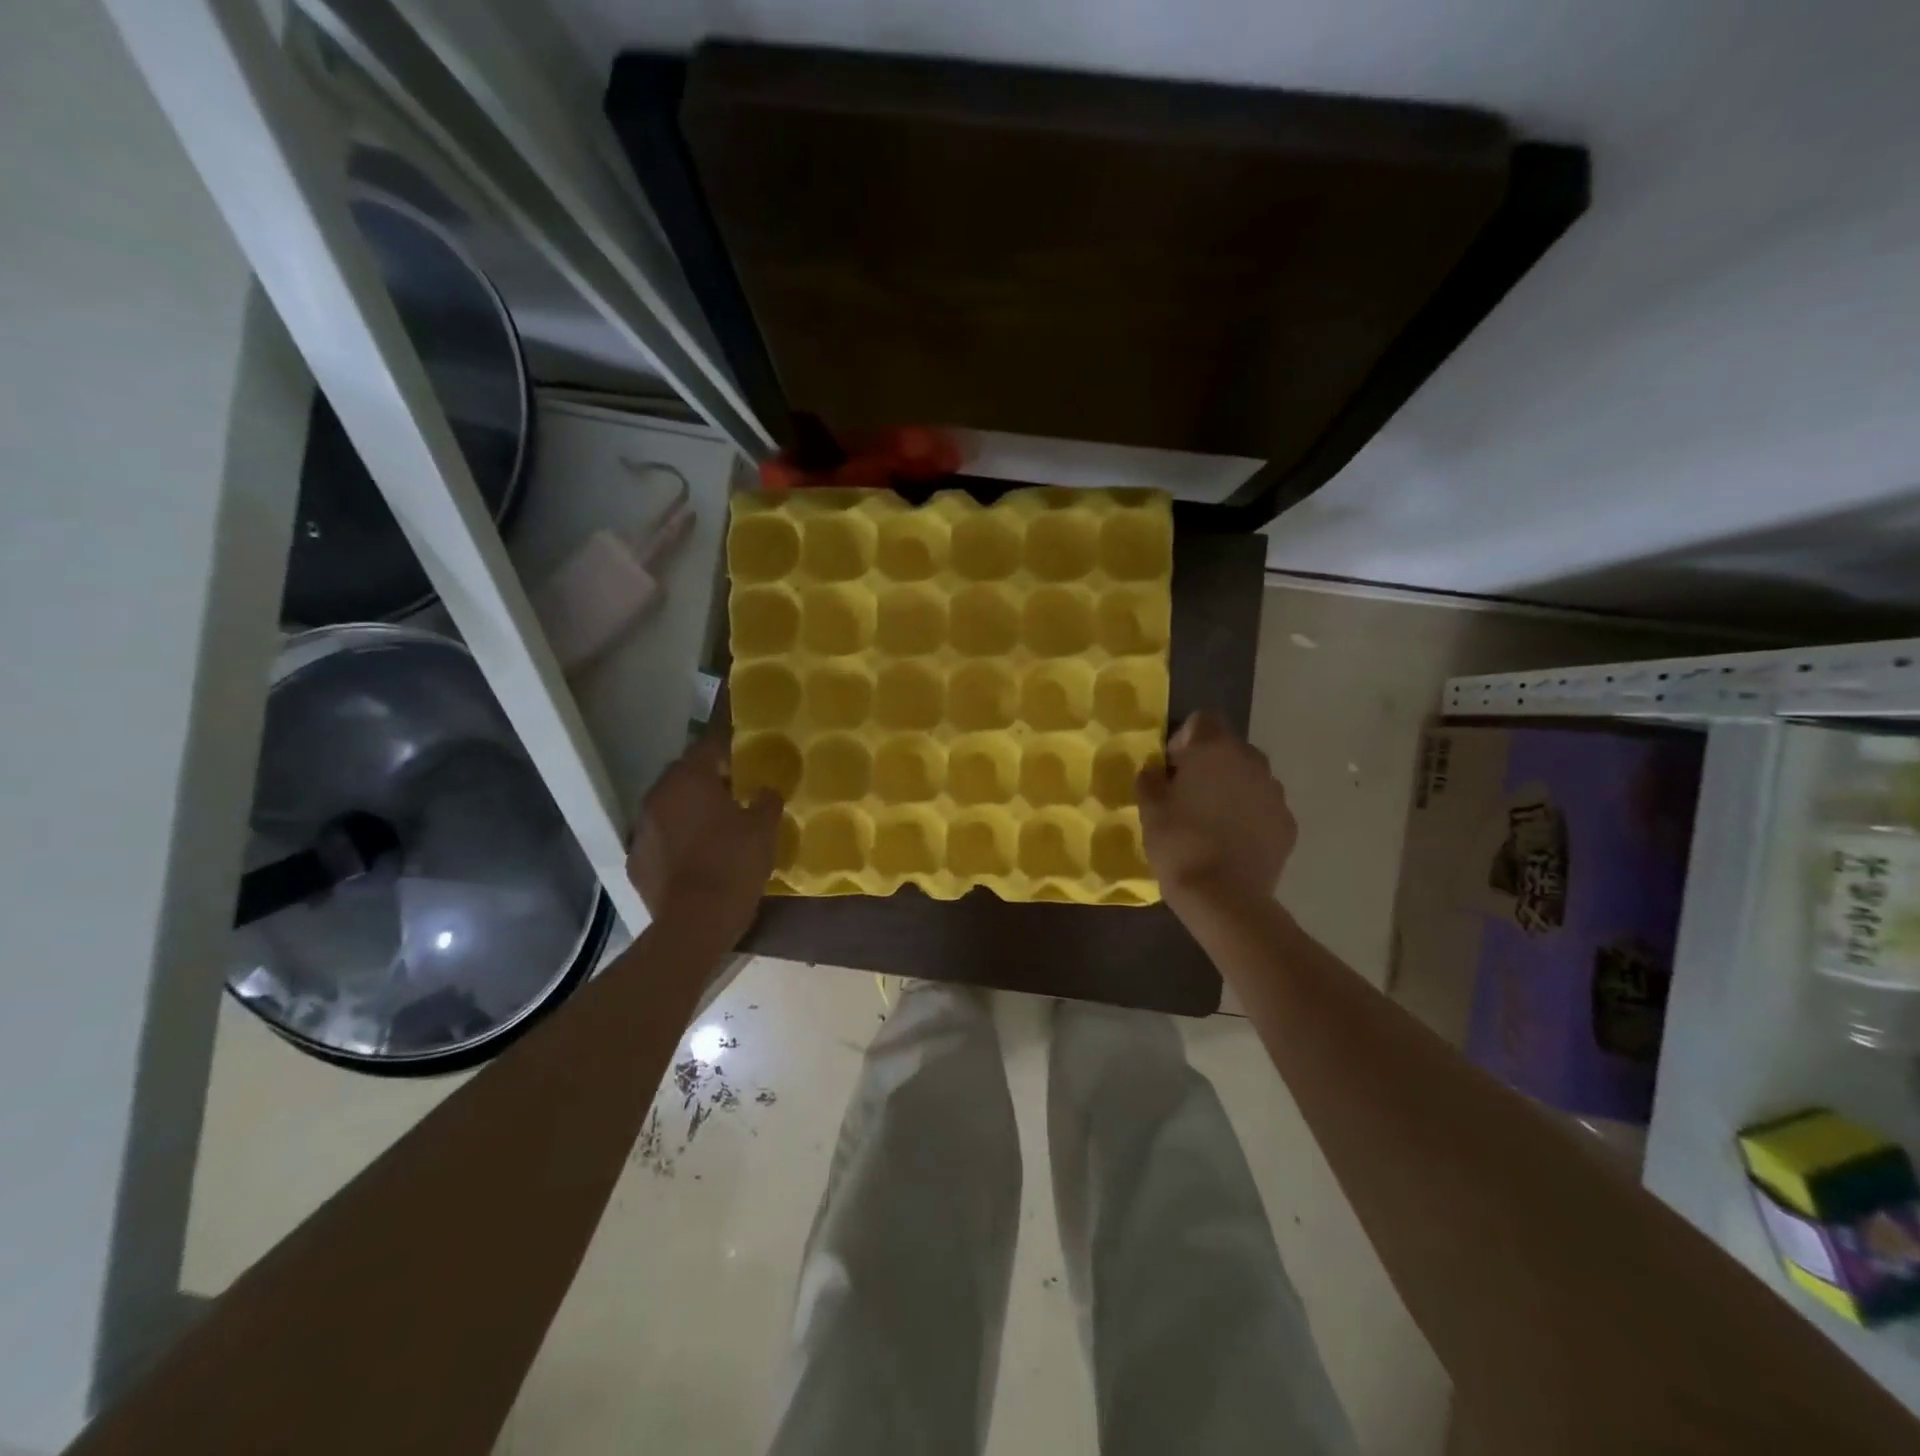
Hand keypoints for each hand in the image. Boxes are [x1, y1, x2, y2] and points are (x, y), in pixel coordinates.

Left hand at [627, 736, 781, 940]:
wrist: (695, 923)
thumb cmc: (734, 864)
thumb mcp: (765, 828)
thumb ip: (767, 800)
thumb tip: (765, 790)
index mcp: (689, 779)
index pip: (709, 746)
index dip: (729, 748)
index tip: (745, 756)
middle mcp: (658, 796)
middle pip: (684, 775)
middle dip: (707, 779)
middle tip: (735, 792)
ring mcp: (641, 829)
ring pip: (669, 807)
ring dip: (689, 810)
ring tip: (716, 826)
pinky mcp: (636, 861)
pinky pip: (660, 840)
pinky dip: (676, 842)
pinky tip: (695, 857)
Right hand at [1137, 711, 1295, 908]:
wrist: (1225, 897)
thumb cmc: (1179, 844)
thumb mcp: (1150, 810)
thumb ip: (1151, 780)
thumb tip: (1157, 771)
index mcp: (1215, 749)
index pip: (1204, 719)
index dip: (1185, 738)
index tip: (1172, 767)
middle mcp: (1252, 761)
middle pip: (1229, 748)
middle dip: (1210, 764)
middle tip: (1188, 796)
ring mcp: (1275, 792)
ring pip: (1249, 778)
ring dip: (1231, 789)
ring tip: (1212, 822)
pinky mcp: (1288, 823)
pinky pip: (1264, 807)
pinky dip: (1249, 816)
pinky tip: (1232, 842)